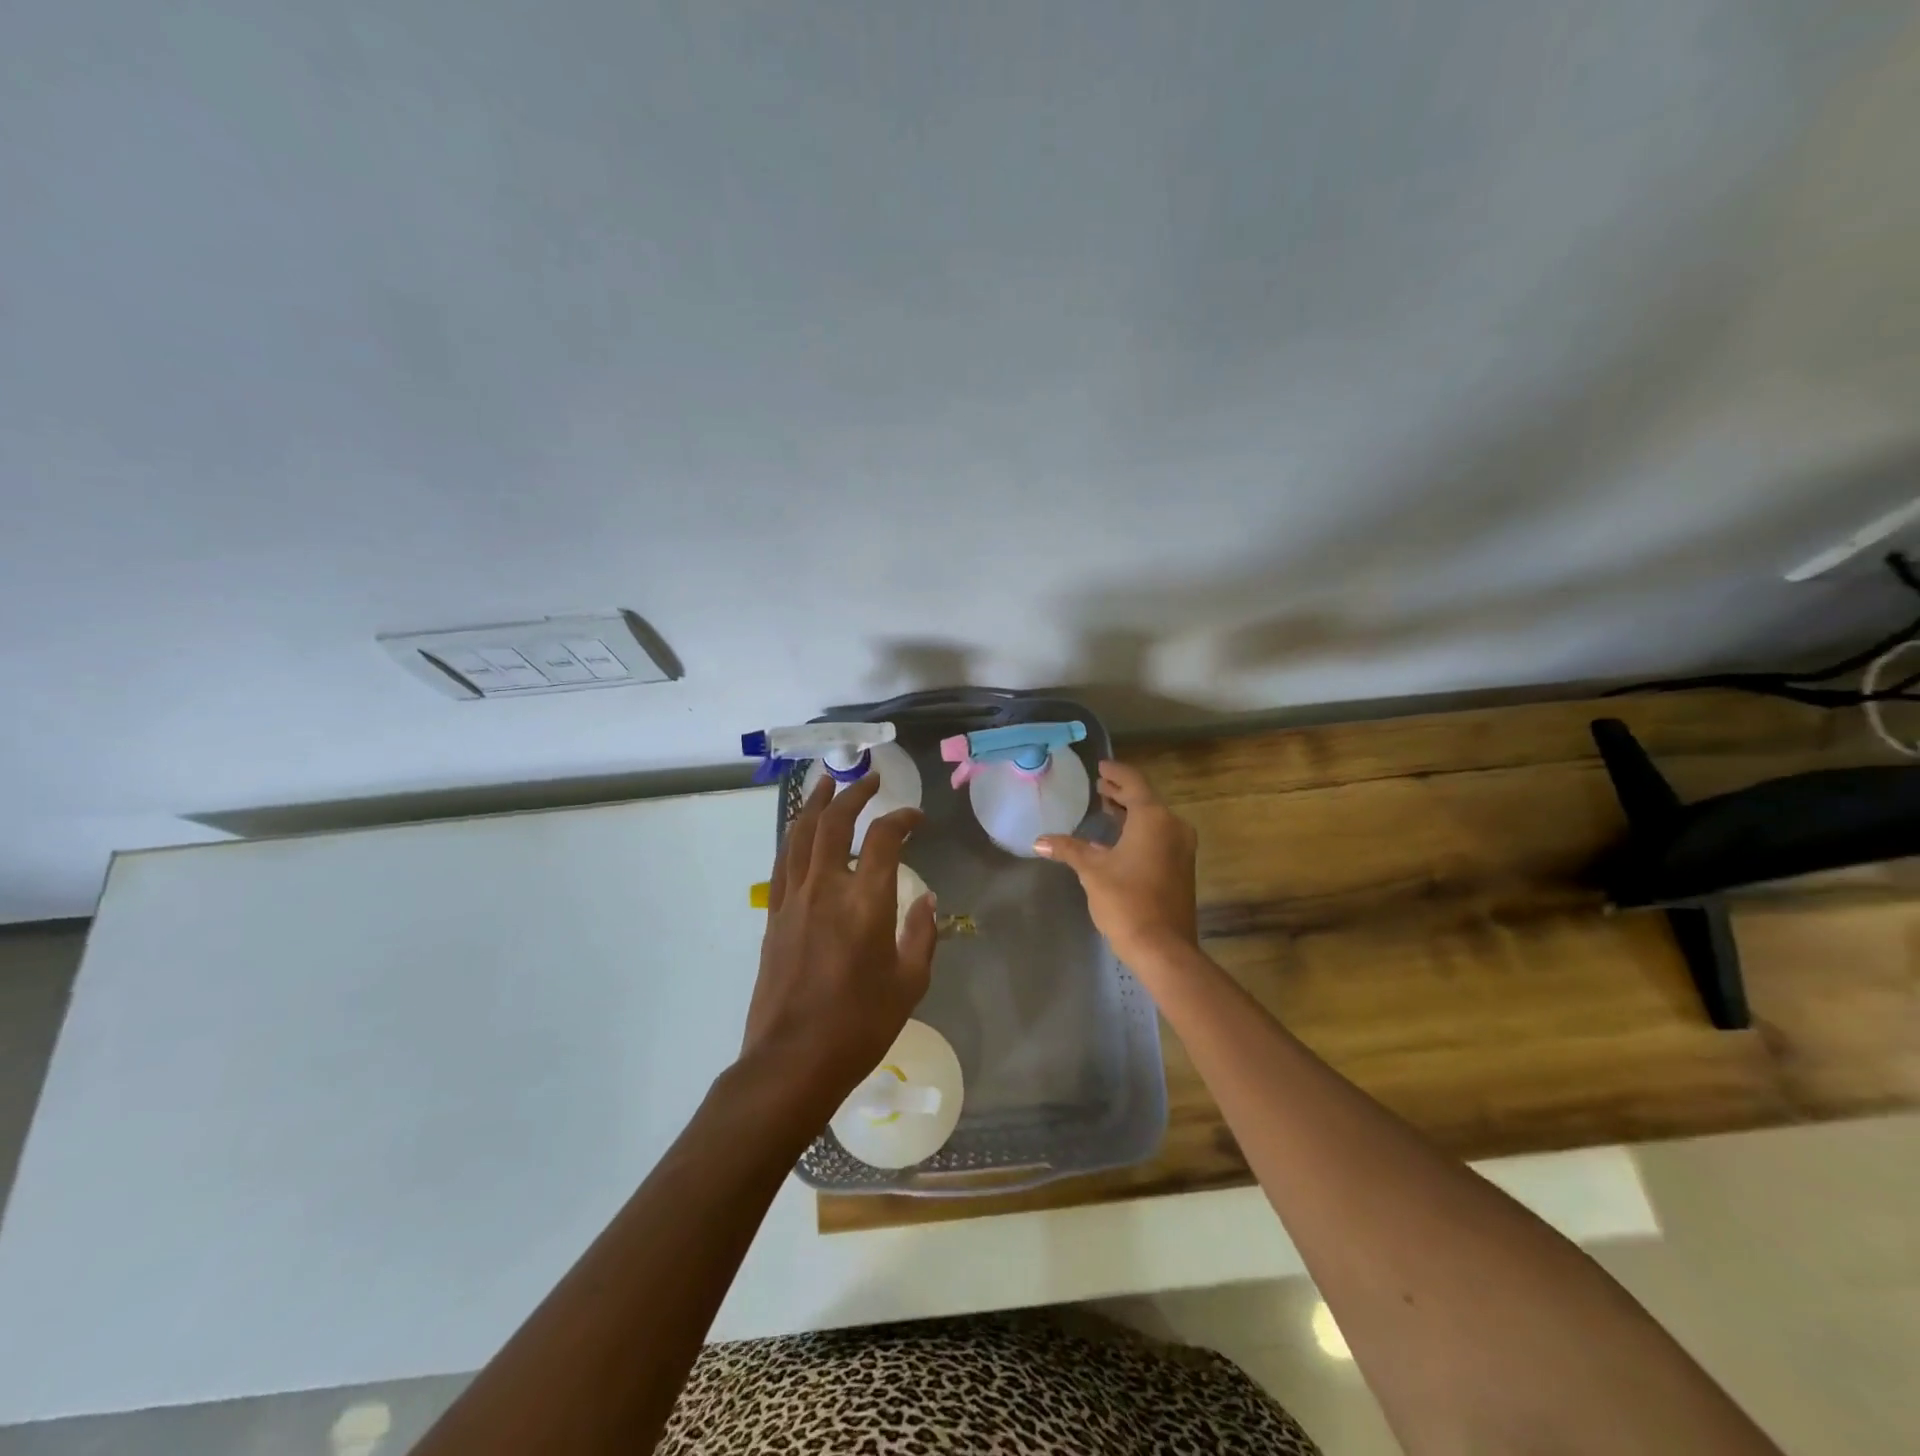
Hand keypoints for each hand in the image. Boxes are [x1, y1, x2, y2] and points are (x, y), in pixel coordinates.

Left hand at [741, 774, 937, 1114]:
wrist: (792, 1061)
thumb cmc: (859, 1026)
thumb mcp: (909, 984)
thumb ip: (921, 934)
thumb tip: (925, 899)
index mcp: (865, 902)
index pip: (884, 838)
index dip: (902, 818)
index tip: (916, 818)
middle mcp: (826, 888)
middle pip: (834, 821)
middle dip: (853, 793)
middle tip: (870, 779)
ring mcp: (793, 899)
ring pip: (800, 834)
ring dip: (816, 803)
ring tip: (828, 784)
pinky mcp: (773, 915)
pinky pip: (783, 861)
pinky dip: (794, 836)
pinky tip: (801, 831)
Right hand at [1035, 759, 1198, 971]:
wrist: (1163, 947)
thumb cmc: (1126, 901)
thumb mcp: (1092, 871)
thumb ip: (1068, 849)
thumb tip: (1039, 840)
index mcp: (1153, 818)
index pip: (1133, 782)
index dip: (1116, 772)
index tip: (1101, 766)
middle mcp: (1173, 826)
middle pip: (1145, 800)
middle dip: (1121, 792)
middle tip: (1100, 785)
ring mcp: (1181, 848)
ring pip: (1153, 819)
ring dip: (1130, 813)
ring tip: (1106, 808)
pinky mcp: (1181, 867)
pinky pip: (1158, 837)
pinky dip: (1138, 831)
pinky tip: (1117, 840)